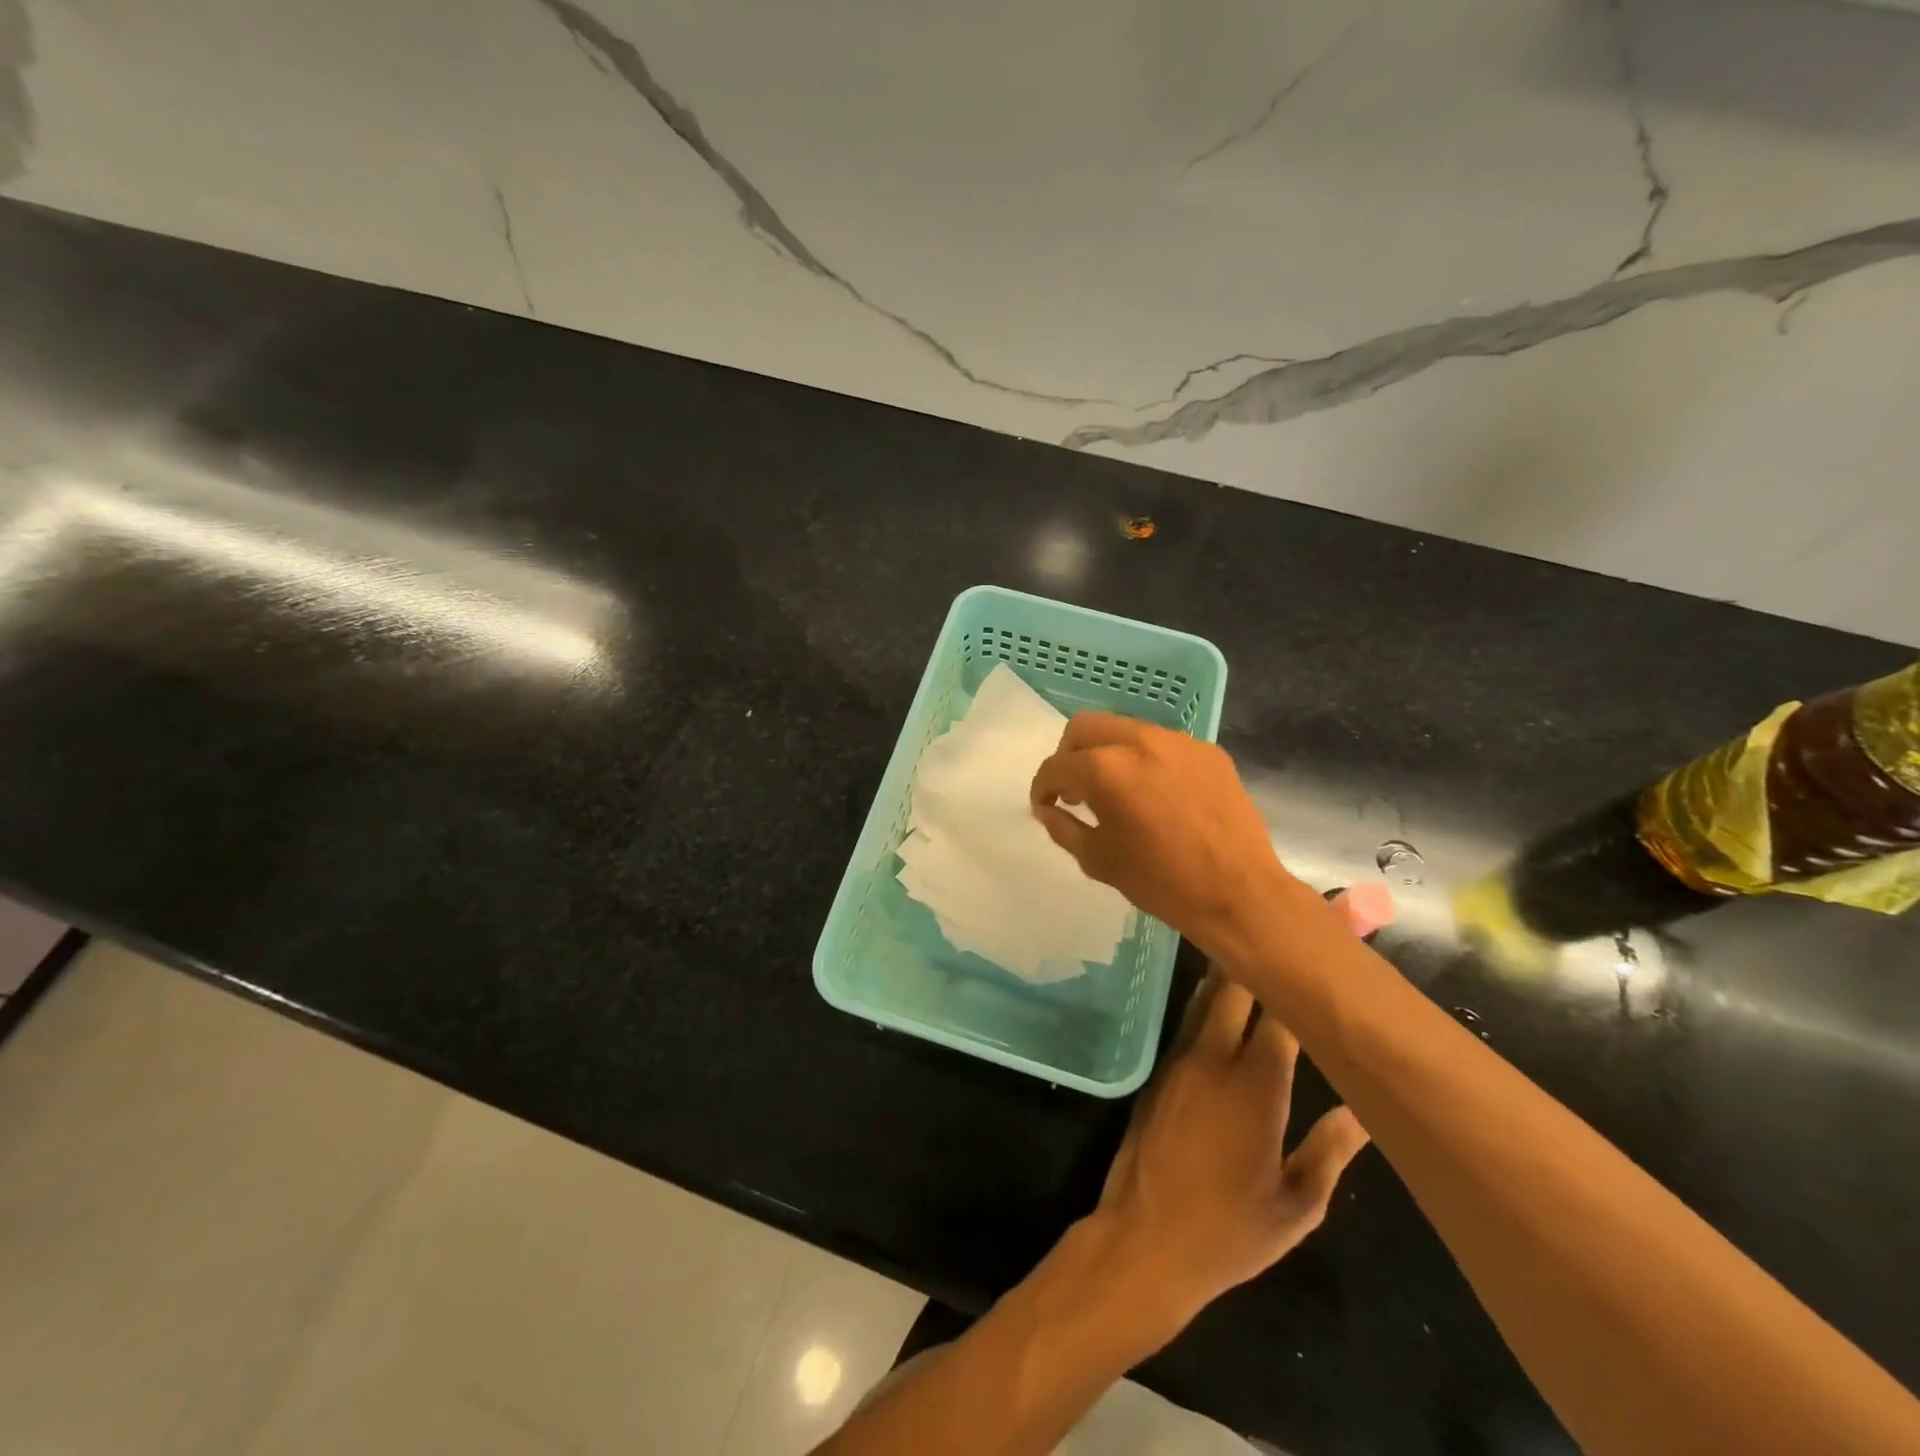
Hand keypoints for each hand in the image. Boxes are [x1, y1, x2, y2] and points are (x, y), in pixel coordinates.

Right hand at [1029, 712, 1311, 948]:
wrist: (1238, 893)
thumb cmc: (1160, 881)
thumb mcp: (1097, 860)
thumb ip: (1063, 826)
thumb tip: (1048, 809)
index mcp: (1105, 769)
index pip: (1057, 765)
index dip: (1042, 786)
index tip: (1044, 804)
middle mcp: (1139, 741)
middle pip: (1084, 727)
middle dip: (1069, 755)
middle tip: (1075, 789)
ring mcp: (1178, 742)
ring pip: (1124, 729)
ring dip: (1108, 753)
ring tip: (1115, 790)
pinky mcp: (1208, 751)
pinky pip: (1162, 744)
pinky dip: (1145, 760)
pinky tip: (1155, 794)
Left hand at [1095, 968, 1370, 1319]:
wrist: (1143, 1239)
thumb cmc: (1229, 1232)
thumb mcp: (1297, 1206)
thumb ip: (1331, 1151)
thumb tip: (1364, 1110)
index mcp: (1256, 1087)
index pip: (1284, 1015)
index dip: (1303, 979)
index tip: (1323, 945)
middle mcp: (1215, 1058)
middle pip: (1235, 986)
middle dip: (1259, 953)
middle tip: (1283, 922)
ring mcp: (1181, 1059)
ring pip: (1207, 997)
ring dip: (1229, 967)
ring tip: (1252, 937)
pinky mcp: (1160, 1069)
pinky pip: (1190, 1019)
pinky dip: (1209, 998)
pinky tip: (1223, 991)